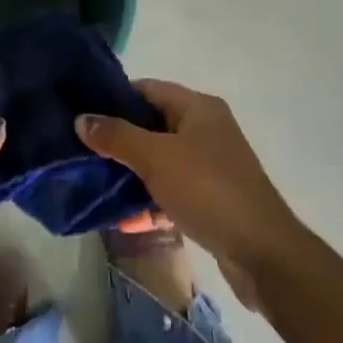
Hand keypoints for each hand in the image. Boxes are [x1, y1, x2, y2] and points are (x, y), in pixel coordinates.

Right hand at [78, 80, 304, 307]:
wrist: (261, 252)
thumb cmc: (208, 190)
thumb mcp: (156, 158)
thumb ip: (117, 136)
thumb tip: (81, 119)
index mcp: (198, 107)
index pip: (148, 89)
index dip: (115, 98)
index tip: (82, 113)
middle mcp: (207, 129)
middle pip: (153, 125)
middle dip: (119, 138)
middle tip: (82, 150)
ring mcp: (211, 165)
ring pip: (161, 160)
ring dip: (132, 171)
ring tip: (94, 182)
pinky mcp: (211, 198)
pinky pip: (172, 189)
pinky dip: (150, 198)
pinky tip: (124, 216)